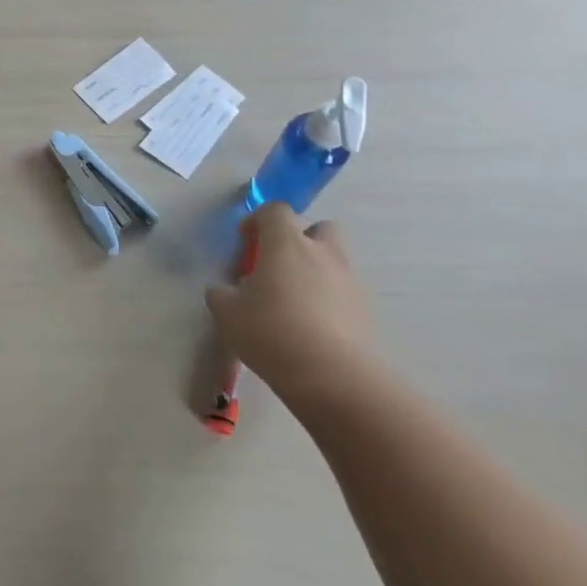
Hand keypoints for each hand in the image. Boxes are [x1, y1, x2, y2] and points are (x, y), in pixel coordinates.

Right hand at [205, 203, 375, 405]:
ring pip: (334, 262)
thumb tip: (224, 291)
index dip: (258, 220)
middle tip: (279, 265)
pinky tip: (310, 328)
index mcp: (287, 243)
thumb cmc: (270, 331)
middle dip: (301, 239)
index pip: (276, 210)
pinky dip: (328, 300)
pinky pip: (343, 293)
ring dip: (315, 272)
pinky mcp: (364, 310)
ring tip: (292, 303)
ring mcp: (349, 281)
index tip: (245, 241)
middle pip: (319, 228)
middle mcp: (323, 253)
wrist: (330, 374)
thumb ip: (221, 294)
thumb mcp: (227, 313)